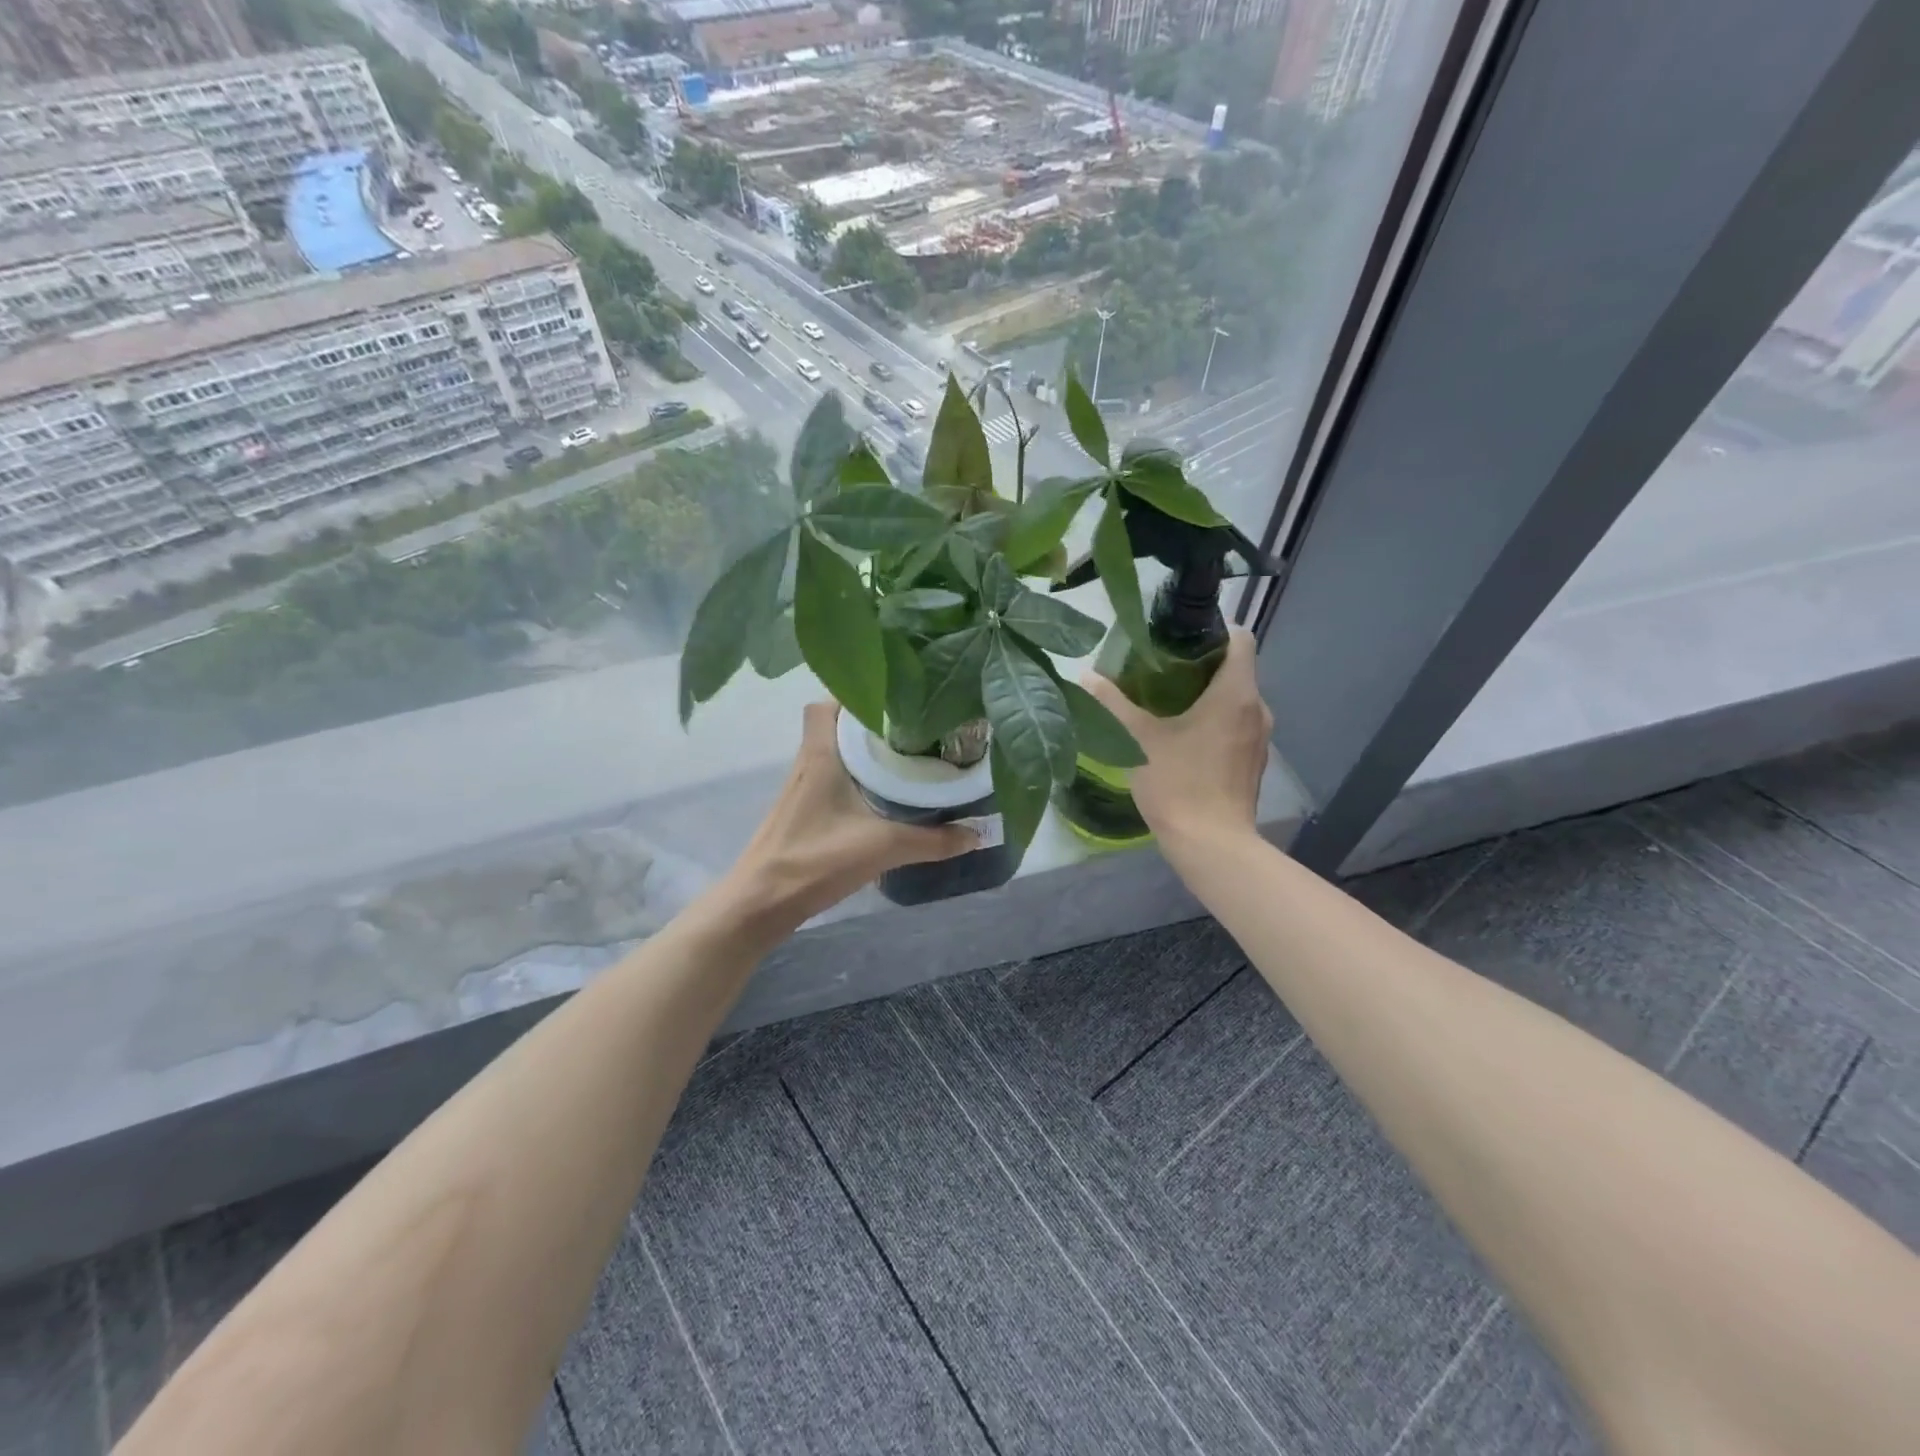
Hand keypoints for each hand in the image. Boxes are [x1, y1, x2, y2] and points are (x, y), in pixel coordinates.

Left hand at [725, 702, 976, 927]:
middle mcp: (808, 763)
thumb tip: (978, 833)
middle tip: (914, 731)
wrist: (760, 903)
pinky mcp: (803, 813)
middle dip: (872, 725)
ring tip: (907, 758)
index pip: (825, 704)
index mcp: (821, 755)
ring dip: (865, 754)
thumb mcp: (883, 847)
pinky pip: (833, 780)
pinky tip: (884, 798)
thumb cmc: (815, 860)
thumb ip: (933, 840)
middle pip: (835, 727)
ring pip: (835, 755)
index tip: (893, 701)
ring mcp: (802, 789)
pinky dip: (857, 780)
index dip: (854, 695)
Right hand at [1083, 627, 1271, 854]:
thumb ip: (1113, 703)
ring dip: (1206, 694)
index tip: (1178, 638)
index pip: (1241, 638)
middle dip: (1200, 663)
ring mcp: (1260, 738)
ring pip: (1236, 699)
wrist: (1211, 845)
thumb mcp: (1138, 739)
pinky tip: (1182, 734)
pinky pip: (1236, 725)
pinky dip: (1214, 720)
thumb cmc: (1178, 784)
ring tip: (1165, 700)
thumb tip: (1085, 675)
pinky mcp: (1253, 762)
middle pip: (1236, 668)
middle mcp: (1258, 708)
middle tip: (1159, 667)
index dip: (1213, 630)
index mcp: (1236, 693)